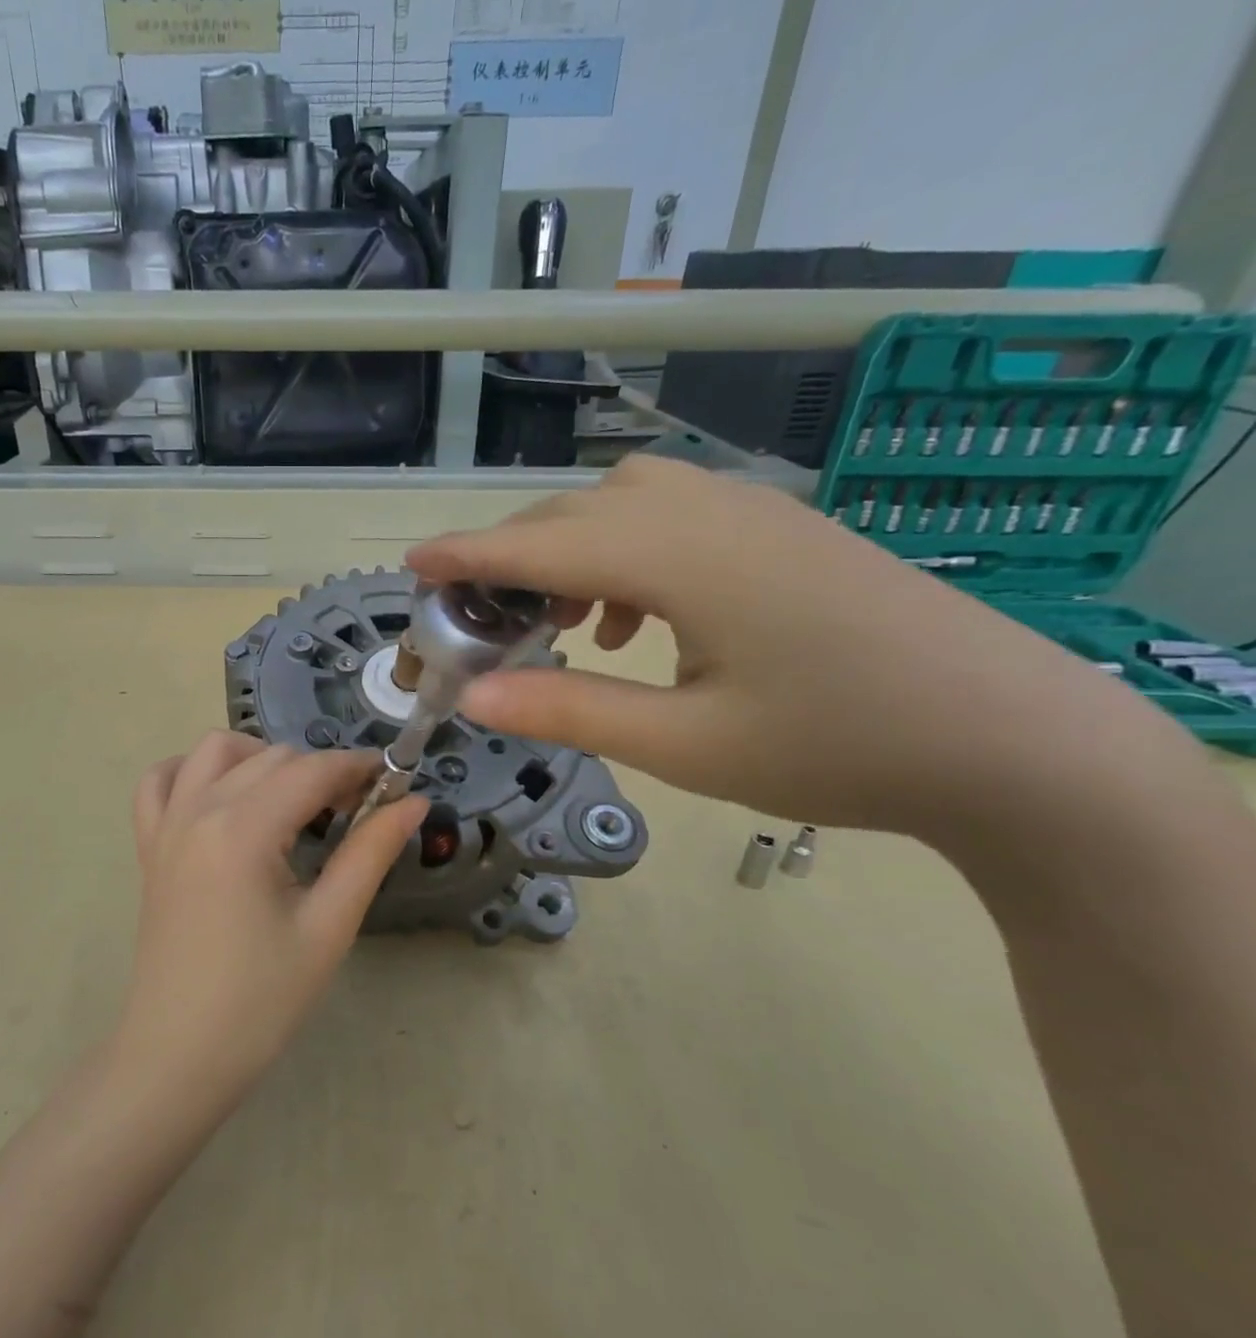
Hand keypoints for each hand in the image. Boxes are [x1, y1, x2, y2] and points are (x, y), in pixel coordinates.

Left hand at [116, 731, 427, 1105]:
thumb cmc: (261, 1001)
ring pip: (214, 752)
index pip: (311, 771)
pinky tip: (223, 795)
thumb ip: (370, 853)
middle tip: (357, 810)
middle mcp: (198, 811)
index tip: (393, 782)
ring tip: (293, 799)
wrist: (179, 1054)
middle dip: (321, 770)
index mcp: (242, 830)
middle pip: (271, 757)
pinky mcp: (149, 846)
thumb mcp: (328, 927)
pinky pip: (160, 782)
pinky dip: (193, 771)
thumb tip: (413, 802)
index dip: (358, 768)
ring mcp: (165, 825)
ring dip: (261, 757)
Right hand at [407, 457, 1201, 839]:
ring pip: (623, 503)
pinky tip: (635, 619)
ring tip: (559, 623)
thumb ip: (569, 711)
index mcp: (679, 559)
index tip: (413, 565)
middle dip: (512, 558)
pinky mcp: (780, 529)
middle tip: (479, 620)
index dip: (468, 556)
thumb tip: (473, 700)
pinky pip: (672, 514)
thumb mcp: (684, 746)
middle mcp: (708, 512)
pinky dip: (623, 552)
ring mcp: (752, 513)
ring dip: (570, 551)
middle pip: (575, 514)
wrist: (1010, 739)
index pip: (541, 545)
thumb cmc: (836, 747)